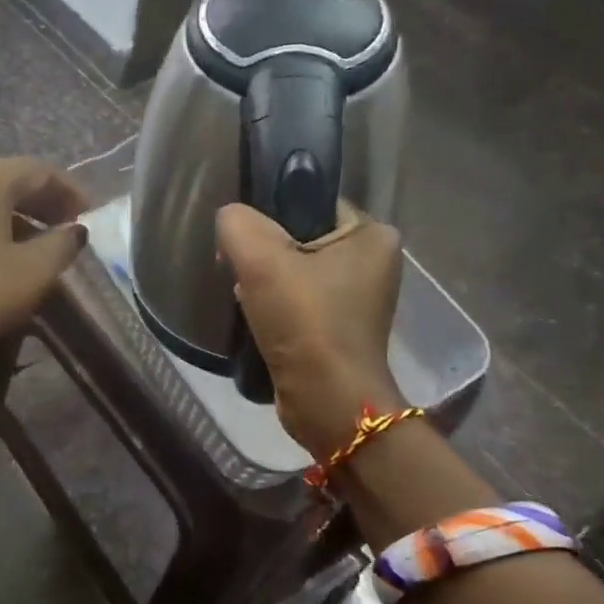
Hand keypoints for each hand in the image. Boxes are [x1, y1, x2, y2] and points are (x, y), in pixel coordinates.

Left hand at [0, 157, 88, 353]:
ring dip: (18, 219)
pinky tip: (4, 257)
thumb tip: (73, 230)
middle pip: (11, 181)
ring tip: (41, 248)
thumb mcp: (33, 271)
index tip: (90, 216)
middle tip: (69, 230)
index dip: (71, 192)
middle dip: (44, 204)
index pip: (41, 171)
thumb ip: (62, 245)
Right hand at [215, 202, 405, 458]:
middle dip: (265, 254)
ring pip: (296, 272)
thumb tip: (230, 221)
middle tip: (240, 273)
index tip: (243, 240)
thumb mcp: (260, 258)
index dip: (270, 215)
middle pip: (301, 239)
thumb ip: (236, 224)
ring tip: (246, 299)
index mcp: (372, 235)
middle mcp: (374, 263)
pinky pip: (300, 302)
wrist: (327, 401)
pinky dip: (276, 308)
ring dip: (266, 284)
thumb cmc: (305, 322)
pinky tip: (257, 320)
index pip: (311, 203)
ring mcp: (360, 300)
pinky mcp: (341, 330)